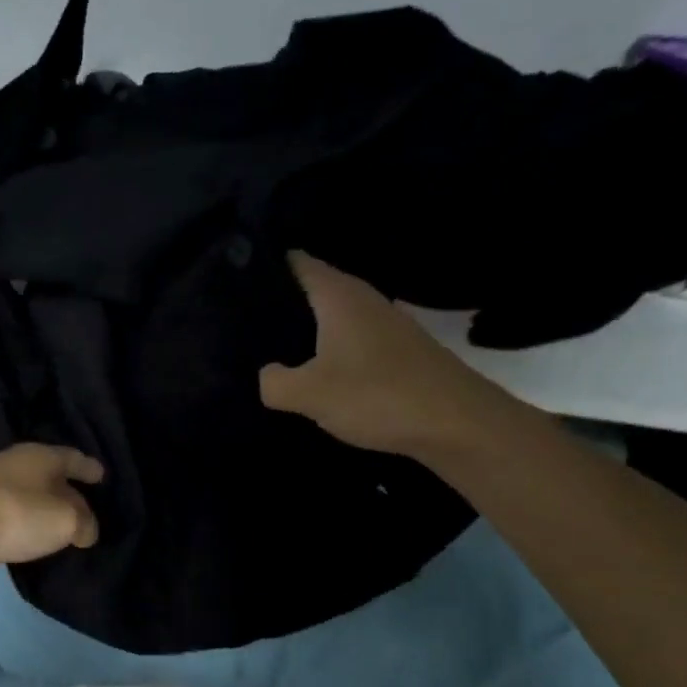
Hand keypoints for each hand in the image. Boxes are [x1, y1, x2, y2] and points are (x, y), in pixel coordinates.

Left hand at [0, 443, 104, 564]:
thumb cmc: (18, 514)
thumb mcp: (65, 522)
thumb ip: (84, 524)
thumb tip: (86, 529)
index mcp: (44, 455)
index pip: (75, 458)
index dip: (90, 468)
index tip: (101, 475)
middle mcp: (17, 458)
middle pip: (50, 470)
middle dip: (66, 484)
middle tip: (82, 501)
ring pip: (27, 485)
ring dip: (41, 499)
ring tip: (54, 516)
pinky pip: (9, 501)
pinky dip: (21, 510)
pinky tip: (24, 524)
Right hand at [259, 251, 478, 457]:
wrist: (456, 424)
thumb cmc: (378, 396)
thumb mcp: (310, 394)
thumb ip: (274, 382)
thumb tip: (265, 374)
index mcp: (339, 295)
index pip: (293, 262)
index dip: (262, 270)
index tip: (230, 287)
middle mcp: (363, 299)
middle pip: (312, 289)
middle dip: (279, 305)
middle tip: (241, 326)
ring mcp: (384, 324)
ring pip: (332, 317)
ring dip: (305, 331)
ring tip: (270, 351)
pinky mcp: (397, 351)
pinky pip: (350, 341)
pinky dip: (329, 351)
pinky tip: (315, 376)